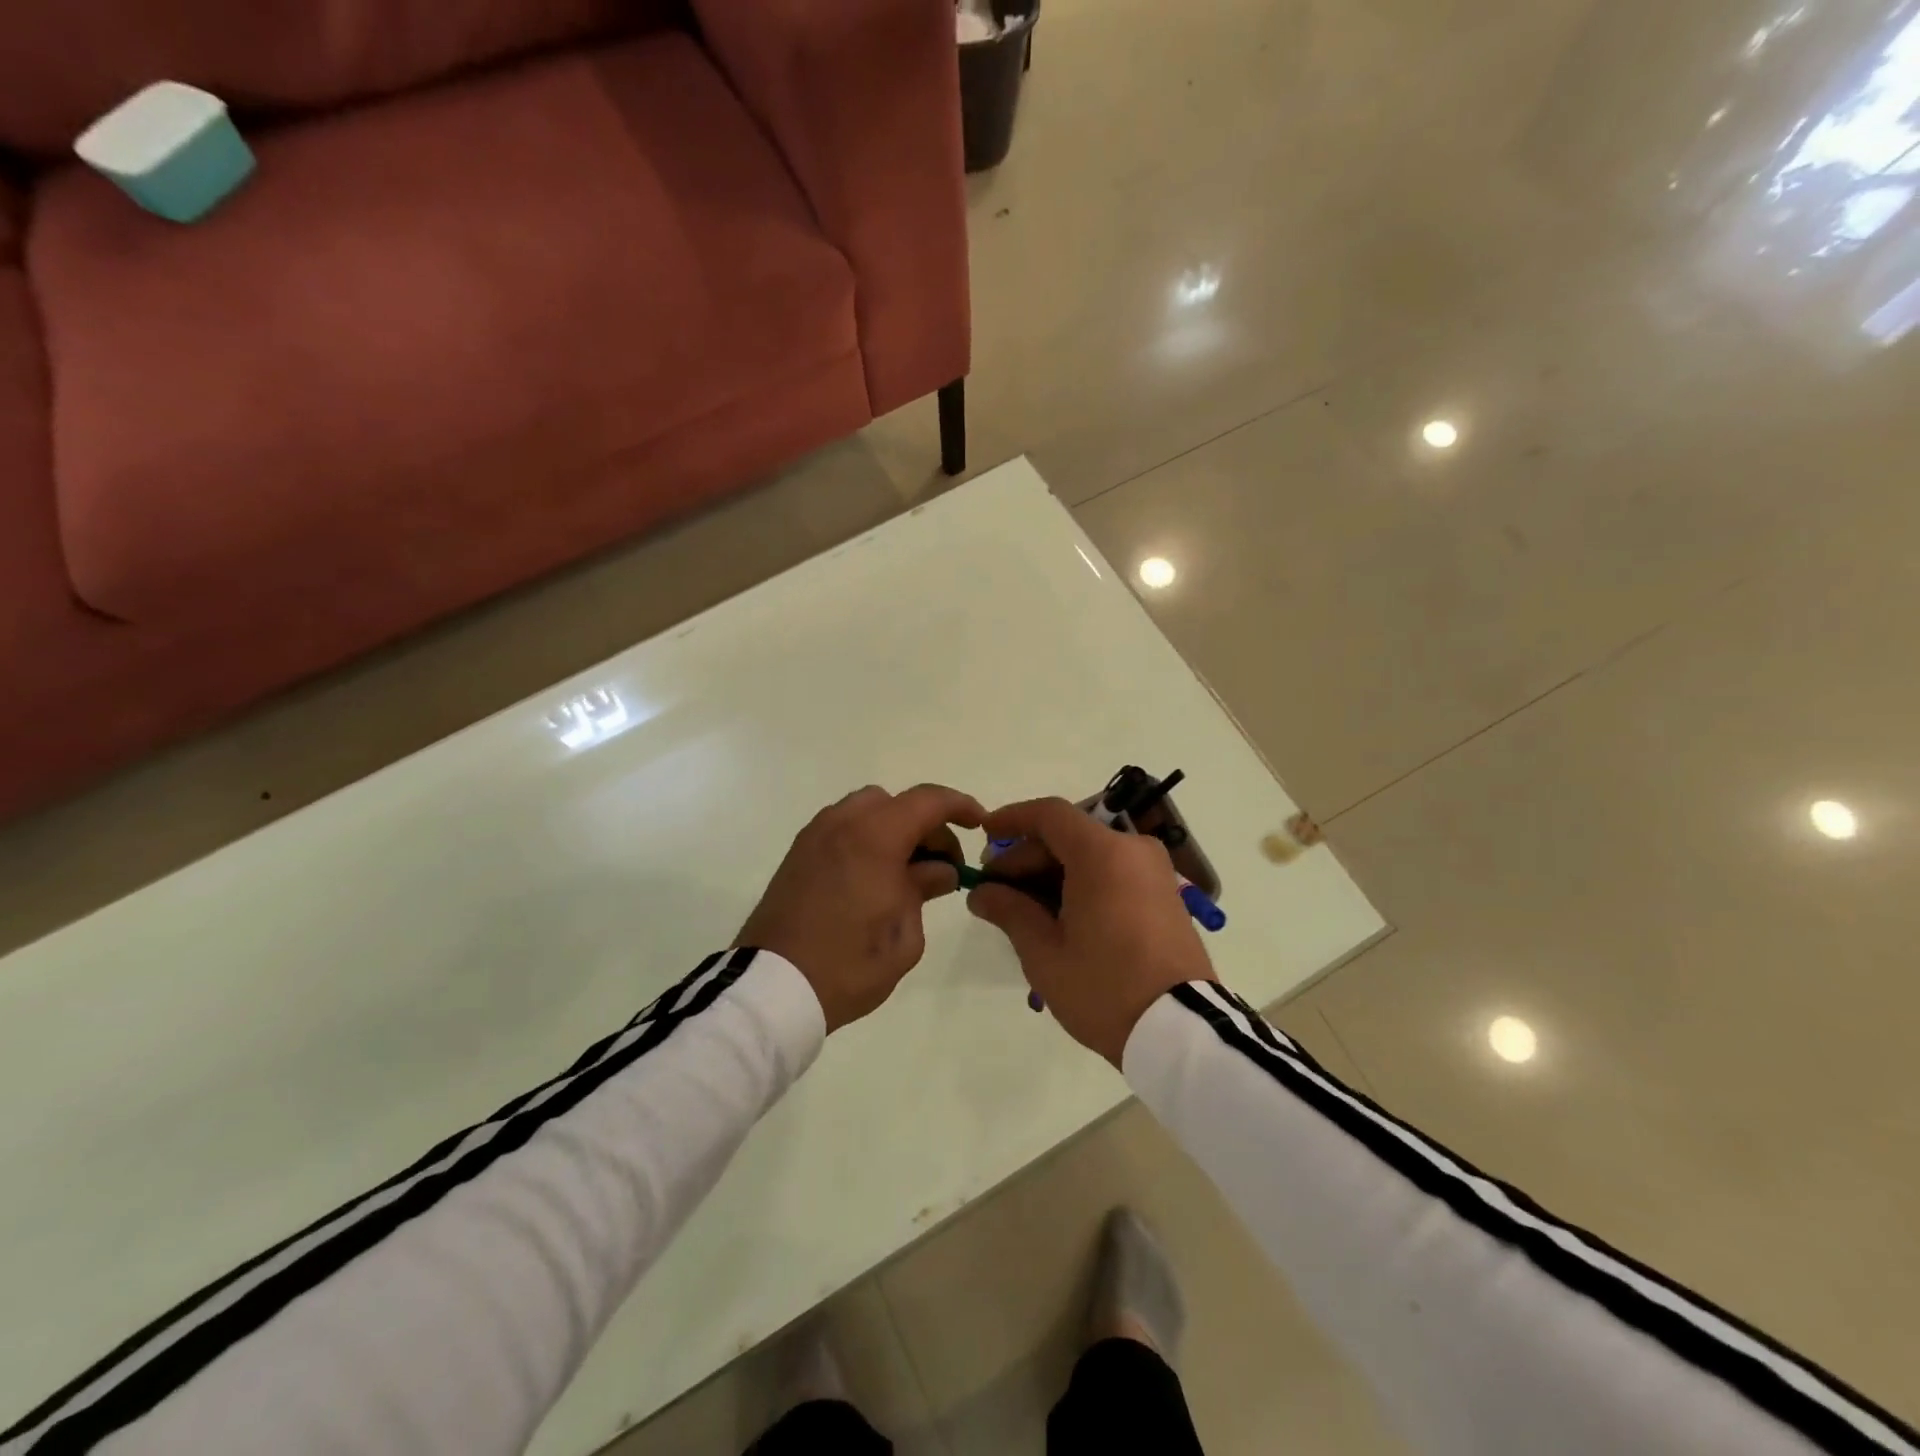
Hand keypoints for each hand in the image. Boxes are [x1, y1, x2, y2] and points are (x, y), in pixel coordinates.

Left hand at [737, 784, 984, 1032]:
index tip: (979, 824)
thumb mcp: (904, 934)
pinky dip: (867, 839)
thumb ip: (924, 889)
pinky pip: (843, 828)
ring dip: (893, 829)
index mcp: (875, 836)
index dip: (959, 806)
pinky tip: (874, 877)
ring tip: (907, 872)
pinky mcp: (798, 853)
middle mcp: (843, 823)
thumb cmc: (849, 963)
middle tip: (941, 864)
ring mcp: (815, 835)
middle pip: (896, 803)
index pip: (928, 801)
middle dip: (925, 824)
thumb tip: (938, 869)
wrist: (772, 987)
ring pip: (866, 811)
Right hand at [967, 797, 1214, 1066]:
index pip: (1049, 814)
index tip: (983, 834)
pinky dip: (1080, 883)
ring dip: (1052, 873)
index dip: (1012, 819)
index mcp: (1103, 853)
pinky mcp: (1164, 894)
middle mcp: (1133, 850)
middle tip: (994, 889)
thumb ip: (1009, 910)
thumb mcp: (1044, 952)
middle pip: (1069, 836)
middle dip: (1027, 857)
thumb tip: (982, 892)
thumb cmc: (1104, 987)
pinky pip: (1112, 872)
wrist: (1180, 1031)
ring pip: (1090, 855)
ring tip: (1020, 910)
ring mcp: (1154, 872)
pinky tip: (1056, 916)